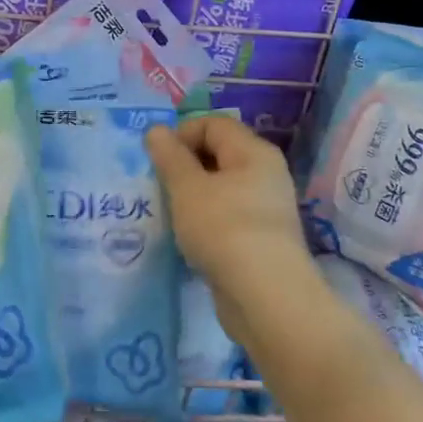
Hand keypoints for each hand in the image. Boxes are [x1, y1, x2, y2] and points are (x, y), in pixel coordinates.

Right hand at [146, 118, 319, 344]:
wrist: (266, 298)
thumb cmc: (224, 229)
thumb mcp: (187, 188)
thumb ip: (169, 156)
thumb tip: (156, 130)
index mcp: (253, 151)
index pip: (213, 123)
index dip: (182, 134)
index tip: (159, 161)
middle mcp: (266, 173)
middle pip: (218, 152)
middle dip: (184, 164)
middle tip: (160, 186)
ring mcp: (266, 207)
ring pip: (221, 186)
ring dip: (193, 194)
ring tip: (171, 213)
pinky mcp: (261, 238)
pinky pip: (227, 214)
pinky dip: (206, 219)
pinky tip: (190, 239)